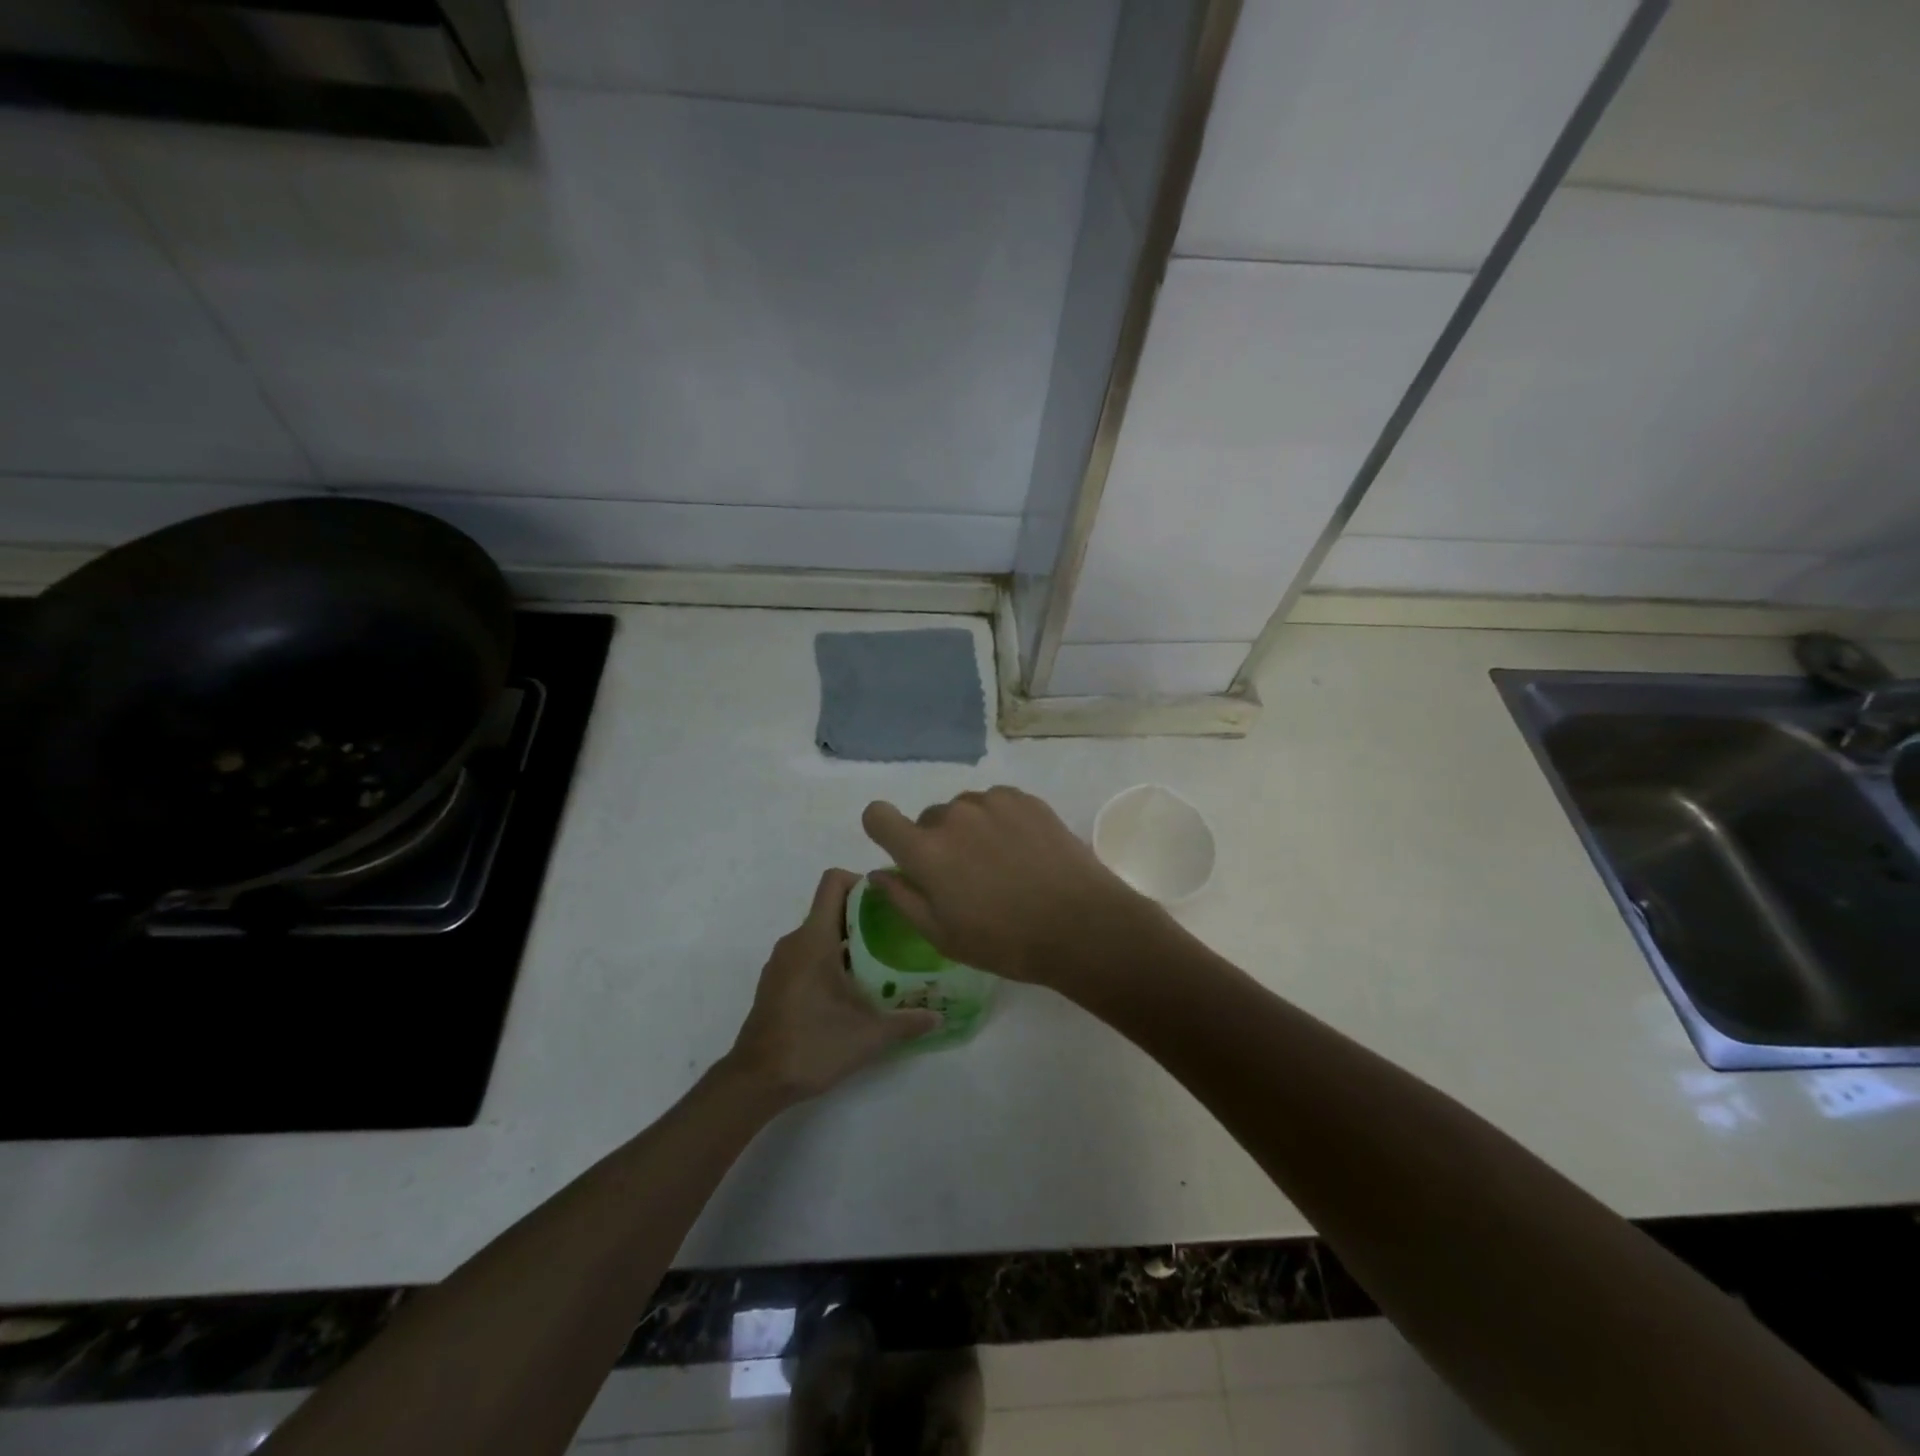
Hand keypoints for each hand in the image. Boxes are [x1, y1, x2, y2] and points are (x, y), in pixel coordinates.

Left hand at [725, 869, 939, 1104]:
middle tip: (896, 936)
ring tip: (879, 964)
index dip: (861, 881)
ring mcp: (781, 962)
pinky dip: (829, 960)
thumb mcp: (869, 1035)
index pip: (833, 882)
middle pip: (830, 908)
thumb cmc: (813, 1045)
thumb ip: (907, 1021)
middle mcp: (794, 941)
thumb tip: (938, 1016)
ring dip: (847, 941)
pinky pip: (806, 955)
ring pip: (819, 934)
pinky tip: (850, 990)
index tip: (888, 903)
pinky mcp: (776, 982)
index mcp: (814, 939)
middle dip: (863, 916)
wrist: (756, 1082)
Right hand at [860, 786, 1162, 991]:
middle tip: (967, 878)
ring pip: (964, 810)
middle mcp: (953, 816)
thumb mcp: (943, 935)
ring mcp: (992, 802)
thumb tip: (878, 873)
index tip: (900, 850)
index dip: (882, 828)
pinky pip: (996, 803)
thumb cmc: (1005, 941)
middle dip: (937, 843)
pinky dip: (1000, 821)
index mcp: (925, 851)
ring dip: (970, 830)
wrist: (1081, 925)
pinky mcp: (1025, 799)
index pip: (878, 815)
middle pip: (928, 819)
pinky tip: (1023, 852)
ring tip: (1001, 865)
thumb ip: (903, 899)